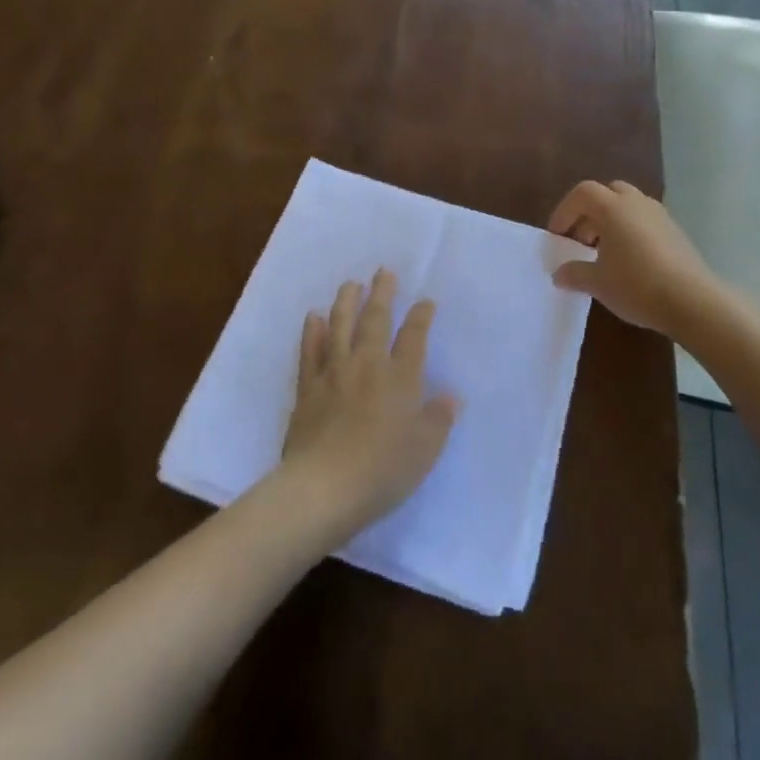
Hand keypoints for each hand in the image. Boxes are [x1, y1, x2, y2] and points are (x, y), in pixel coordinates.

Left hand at [279, 269, 458, 542]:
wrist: (324, 487)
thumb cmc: (383, 471)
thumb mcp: (424, 450)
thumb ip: (438, 419)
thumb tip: (451, 395)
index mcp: (400, 378)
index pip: (414, 338)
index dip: (421, 317)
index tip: (425, 301)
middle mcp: (367, 365)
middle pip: (375, 320)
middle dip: (382, 294)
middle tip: (384, 271)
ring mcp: (334, 373)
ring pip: (340, 326)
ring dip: (346, 302)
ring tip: (351, 283)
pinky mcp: (307, 388)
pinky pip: (310, 351)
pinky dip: (312, 332)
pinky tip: (314, 317)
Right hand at [548, 179, 723, 334]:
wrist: (693, 301)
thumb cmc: (636, 285)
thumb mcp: (597, 283)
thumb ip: (574, 274)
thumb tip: (559, 274)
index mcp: (612, 208)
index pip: (582, 193)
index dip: (565, 211)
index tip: (558, 235)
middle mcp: (636, 203)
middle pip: (607, 193)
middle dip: (590, 212)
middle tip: (581, 240)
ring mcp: (660, 215)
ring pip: (628, 205)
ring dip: (611, 221)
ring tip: (604, 252)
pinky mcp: (676, 231)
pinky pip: (645, 220)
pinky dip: (631, 230)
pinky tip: (630, 261)